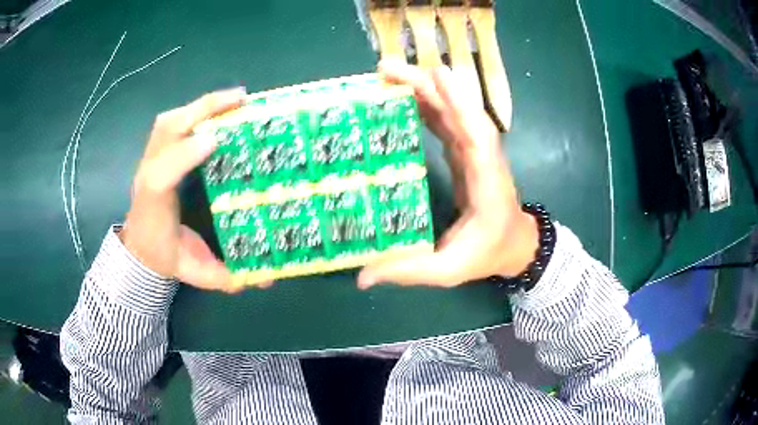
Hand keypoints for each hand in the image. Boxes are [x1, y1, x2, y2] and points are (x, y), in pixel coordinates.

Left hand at [120, 88, 271, 292]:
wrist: (138, 251)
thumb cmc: (165, 257)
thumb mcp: (194, 272)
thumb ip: (225, 277)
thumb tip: (268, 278)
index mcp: (156, 208)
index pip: (160, 176)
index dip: (183, 155)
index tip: (215, 139)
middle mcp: (149, 177)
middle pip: (164, 131)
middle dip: (200, 110)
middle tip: (240, 100)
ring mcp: (148, 162)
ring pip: (167, 122)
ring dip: (198, 106)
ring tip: (231, 100)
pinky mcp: (153, 155)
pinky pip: (167, 124)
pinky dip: (189, 111)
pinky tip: (210, 112)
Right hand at [357, 61, 538, 288]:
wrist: (513, 244)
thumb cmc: (486, 253)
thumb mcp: (448, 270)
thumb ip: (409, 271)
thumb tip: (362, 277)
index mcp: (486, 181)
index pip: (477, 137)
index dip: (460, 105)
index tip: (437, 77)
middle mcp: (482, 156)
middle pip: (460, 111)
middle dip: (428, 85)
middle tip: (387, 69)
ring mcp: (474, 150)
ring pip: (452, 109)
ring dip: (423, 87)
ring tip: (387, 72)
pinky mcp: (464, 150)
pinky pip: (445, 119)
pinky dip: (425, 103)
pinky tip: (401, 94)